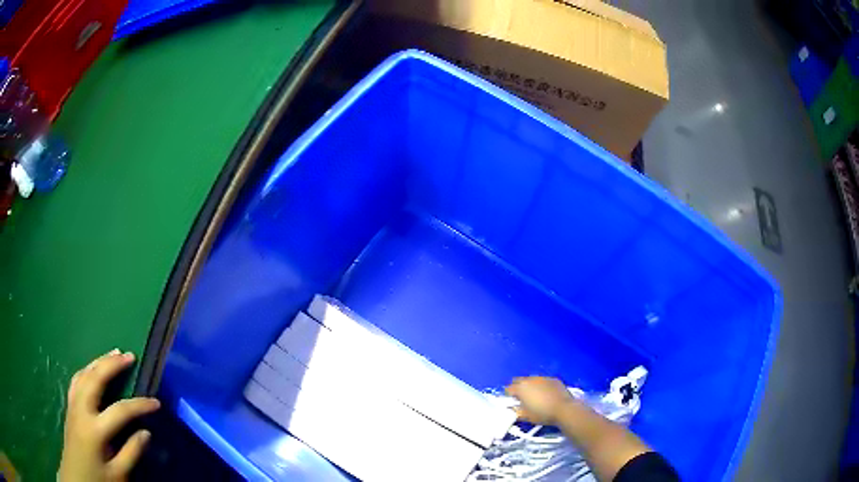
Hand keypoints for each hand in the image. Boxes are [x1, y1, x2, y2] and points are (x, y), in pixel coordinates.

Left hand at [58, 349, 160, 481]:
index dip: (140, 405)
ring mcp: (73, 405)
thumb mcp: (118, 475)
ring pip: (84, 374)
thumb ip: (131, 453)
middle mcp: (82, 410)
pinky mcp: (70, 406)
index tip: (157, 403)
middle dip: (112, 365)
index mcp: (95, 430)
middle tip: (129, 355)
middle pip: (95, 379)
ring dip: (99, 361)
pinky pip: (77, 380)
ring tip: (113, 353)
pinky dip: (87, 370)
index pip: (120, 411)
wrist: (76, 476)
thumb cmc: (98, 478)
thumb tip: (146, 433)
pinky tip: (93, 369)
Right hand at [505, 376, 575, 424]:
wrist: (564, 409)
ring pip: (531, 379)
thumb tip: (511, 408)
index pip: (508, 388)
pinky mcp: (553, 379)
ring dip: (529, 386)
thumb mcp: (525, 416)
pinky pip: (543, 381)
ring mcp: (543, 378)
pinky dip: (541, 385)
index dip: (508, 396)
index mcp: (521, 388)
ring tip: (535, 396)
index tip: (512, 402)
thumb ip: (515, 411)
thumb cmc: (542, 414)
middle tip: (521, 398)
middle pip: (518, 380)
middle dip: (517, 387)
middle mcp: (530, 379)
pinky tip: (546, 394)